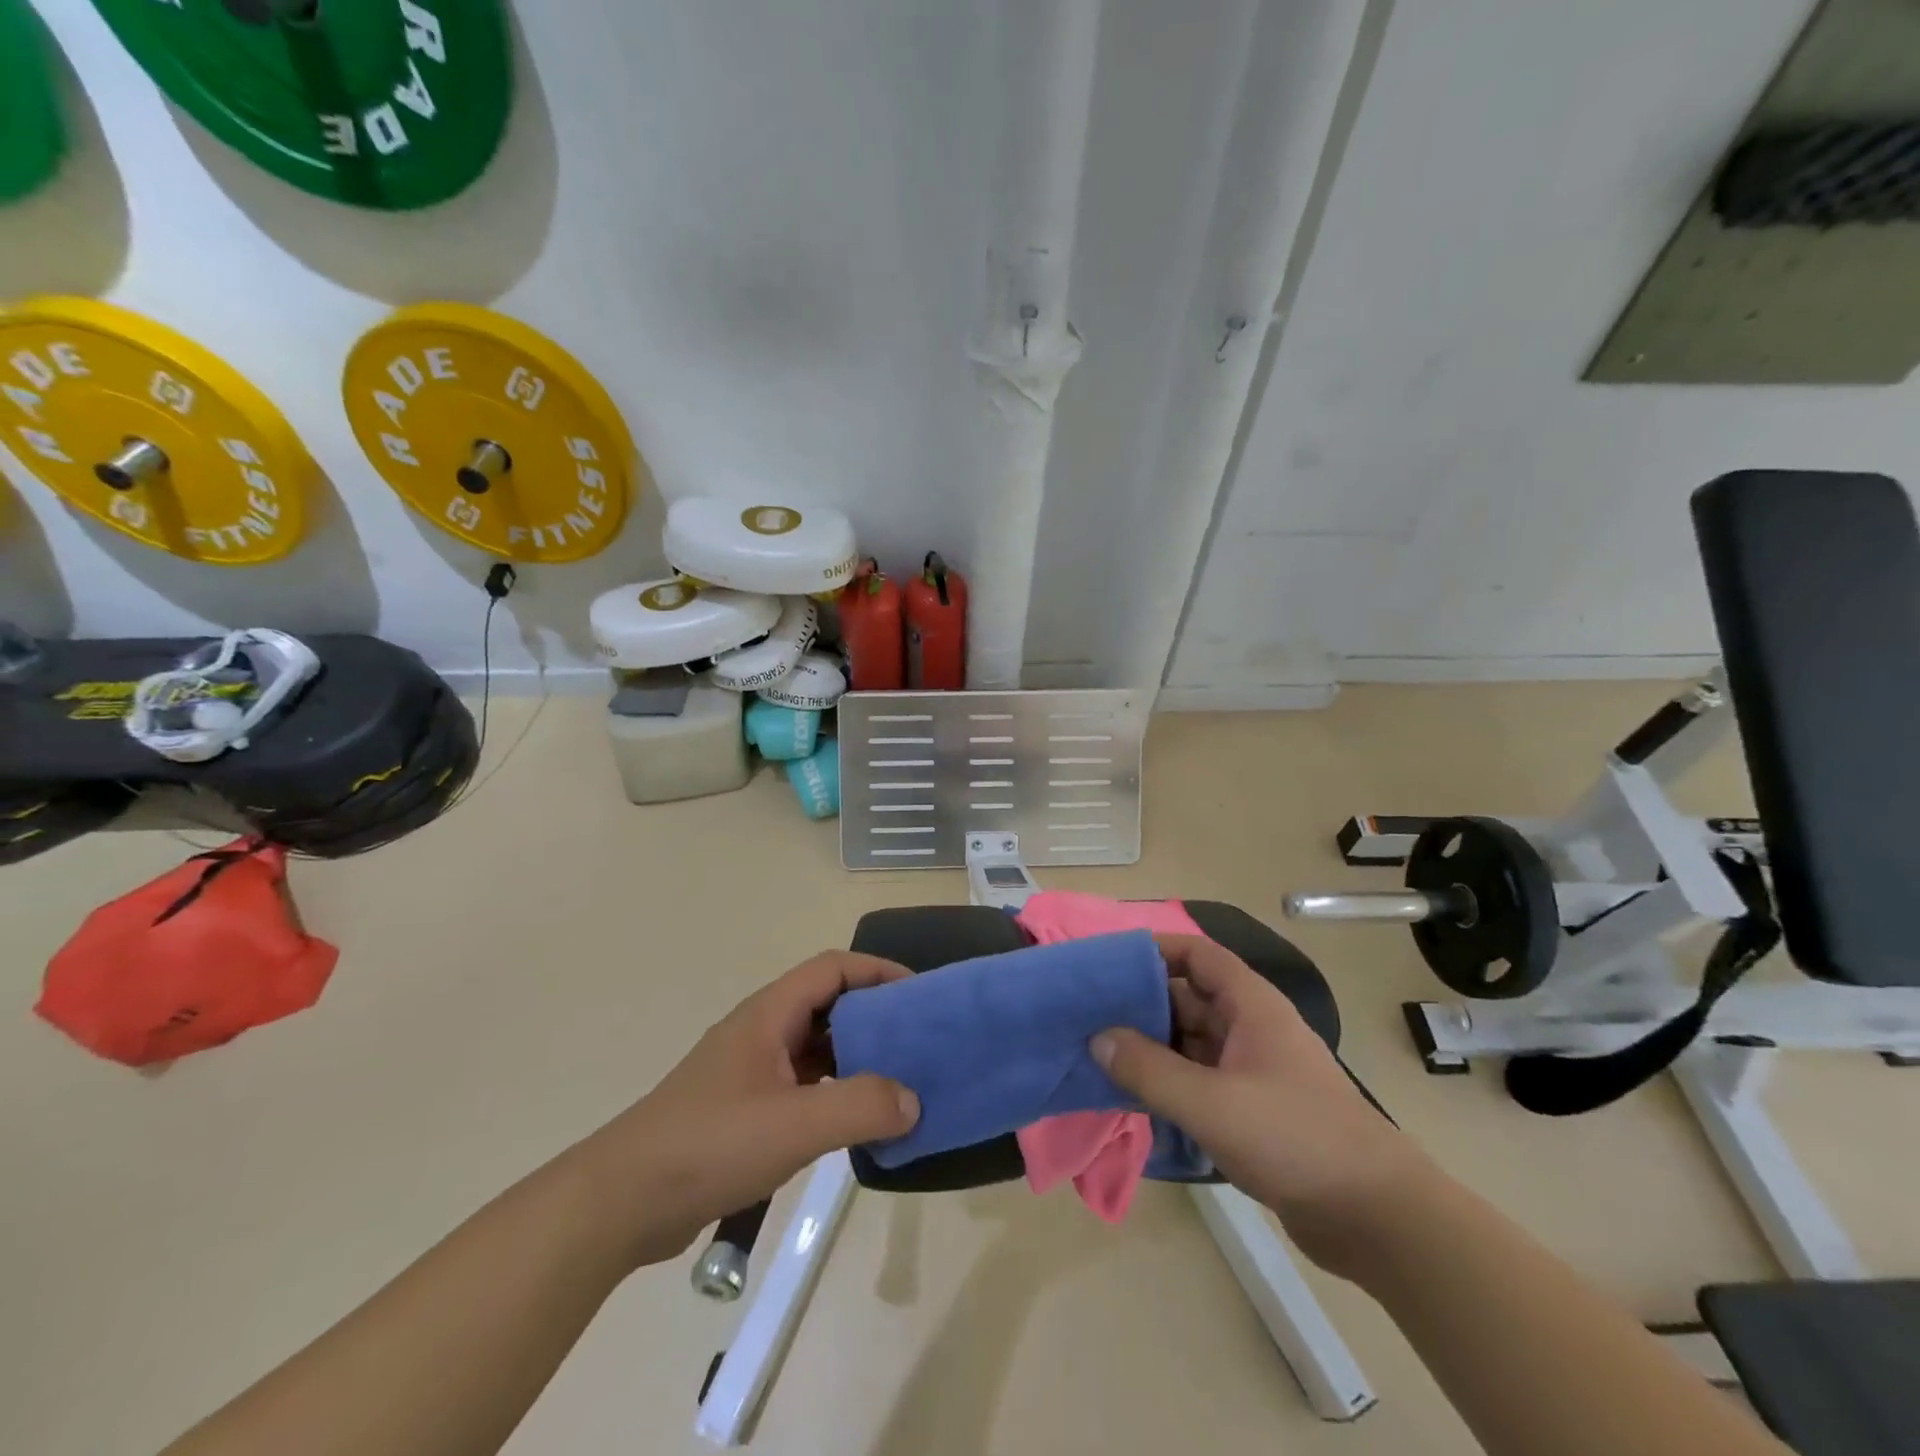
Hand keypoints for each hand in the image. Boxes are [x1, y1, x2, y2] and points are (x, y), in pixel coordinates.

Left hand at [582, 951, 920, 1268]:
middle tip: (917, 1041)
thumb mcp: (793, 1124)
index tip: (918, 994)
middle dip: (874, 1015)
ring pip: (815, 1048)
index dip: (877, 971)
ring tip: (898, 1081)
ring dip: (855, 1057)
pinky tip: (855, 1121)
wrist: (622, 1203)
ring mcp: (750, 1071)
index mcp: (769, 1015)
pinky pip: (802, 1085)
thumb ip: (860, 1106)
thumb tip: (913, 1100)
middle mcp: (761, 1032)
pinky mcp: (744, 1110)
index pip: (832, 968)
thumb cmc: (710, 1144)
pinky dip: (834, 1092)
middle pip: (827, 1005)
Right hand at [1092, 934, 1431, 1276]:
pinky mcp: (1253, 1109)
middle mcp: (1251, 1028)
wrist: (1376, 1218)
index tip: (1108, 965)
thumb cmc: (1294, 1140)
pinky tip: (1134, 1098)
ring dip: (1151, 1048)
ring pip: (1190, 1042)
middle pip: (1187, 998)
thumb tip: (1097, 1038)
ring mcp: (1253, 1070)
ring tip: (1099, 1056)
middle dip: (1140, 1004)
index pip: (1196, 955)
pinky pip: (1199, 1080)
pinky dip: (1168, 1082)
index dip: (1154, 950)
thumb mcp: (1212, 1103)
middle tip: (1089, 1016)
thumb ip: (1149, 1069)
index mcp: (1251, 1006)